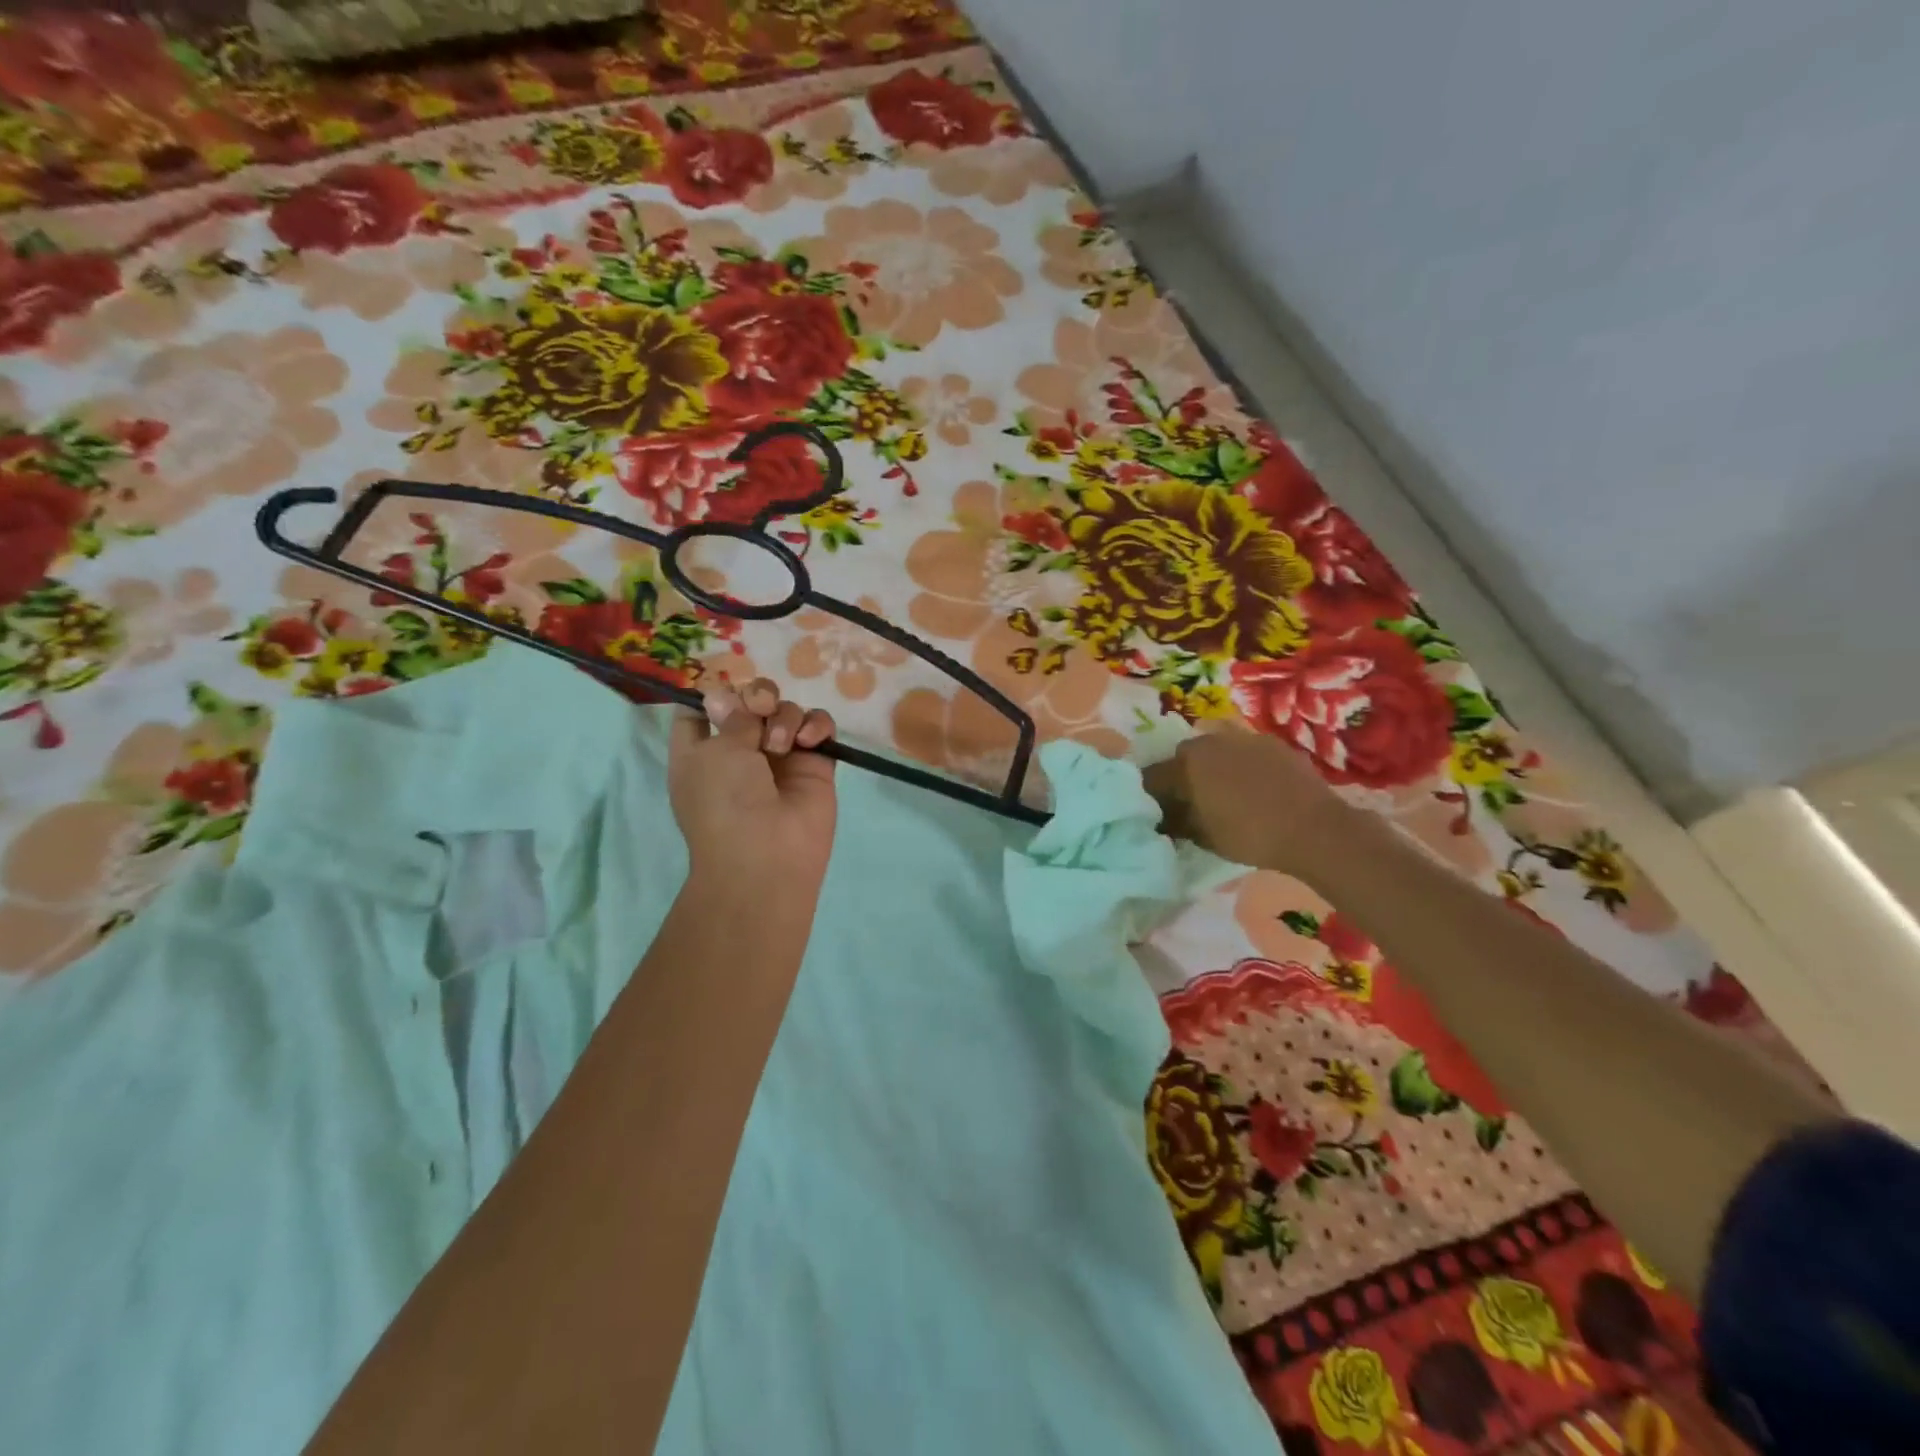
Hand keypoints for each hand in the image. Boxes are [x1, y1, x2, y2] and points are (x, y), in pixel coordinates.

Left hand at [668, 678, 837, 893]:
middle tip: (760, 710)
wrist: (768, 854)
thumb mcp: (715, 751)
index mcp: (702, 751)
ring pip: (787, 710)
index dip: (712, 694)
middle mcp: (740, 751)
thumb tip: (729, 697)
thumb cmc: (725, 802)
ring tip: (782, 745)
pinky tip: (809, 742)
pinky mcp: (815, 764)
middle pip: (751, 702)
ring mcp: (781, 757)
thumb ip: (733, 716)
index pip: (702, 710)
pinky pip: (820, 727)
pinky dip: (816, 726)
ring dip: (784, 717)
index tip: (722, 691)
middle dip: (757, 696)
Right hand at [1143, 725, 1363, 875]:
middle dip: (1182, 777)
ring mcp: (1244, 738)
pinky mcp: (1273, 744)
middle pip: (1183, 758)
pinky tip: (1255, 789)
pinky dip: (1242, 767)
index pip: (1153, 776)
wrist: (1315, 829)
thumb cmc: (1250, 835)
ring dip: (1213, 768)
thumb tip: (1163, 817)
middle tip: (1191, 803)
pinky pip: (1245, 752)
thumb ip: (1177, 822)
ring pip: (1216, 751)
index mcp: (1186, 763)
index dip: (1152, 796)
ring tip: (1226, 795)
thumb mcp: (1203, 837)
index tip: (1158, 813)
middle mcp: (1210, 741)